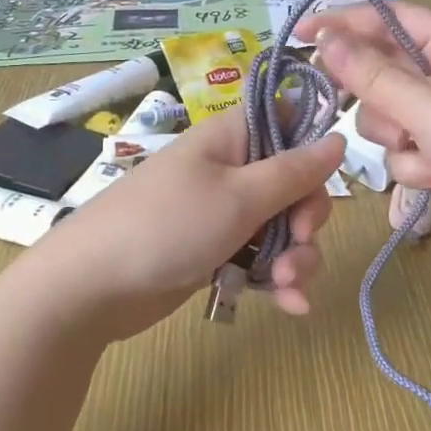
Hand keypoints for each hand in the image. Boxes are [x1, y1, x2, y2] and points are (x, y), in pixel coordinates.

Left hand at [29, 110, 345, 339]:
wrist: (92, 287)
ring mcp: (221, 214)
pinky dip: (277, 280)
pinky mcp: (214, 253)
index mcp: (232, 139)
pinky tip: (292, 306)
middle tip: (299, 245)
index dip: (312, 152)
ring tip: (287, 286)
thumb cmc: (168, 226)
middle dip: (306, 222)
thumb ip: (294, 171)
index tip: (318, 185)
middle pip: (293, 186)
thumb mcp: (240, 196)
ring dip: (296, 258)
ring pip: (281, 229)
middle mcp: (229, 171)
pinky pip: (259, 259)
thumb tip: (337, 137)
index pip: (288, 125)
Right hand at [299, 1, 430, 282]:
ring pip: (387, 117)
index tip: (300, 35)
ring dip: (396, 138)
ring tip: (423, 153)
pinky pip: (403, 151)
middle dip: (374, 97)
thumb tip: (325, 38)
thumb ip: (372, 74)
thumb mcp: (429, 107)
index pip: (390, 18)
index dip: (345, 21)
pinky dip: (413, 166)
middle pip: (383, 70)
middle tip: (360, 109)